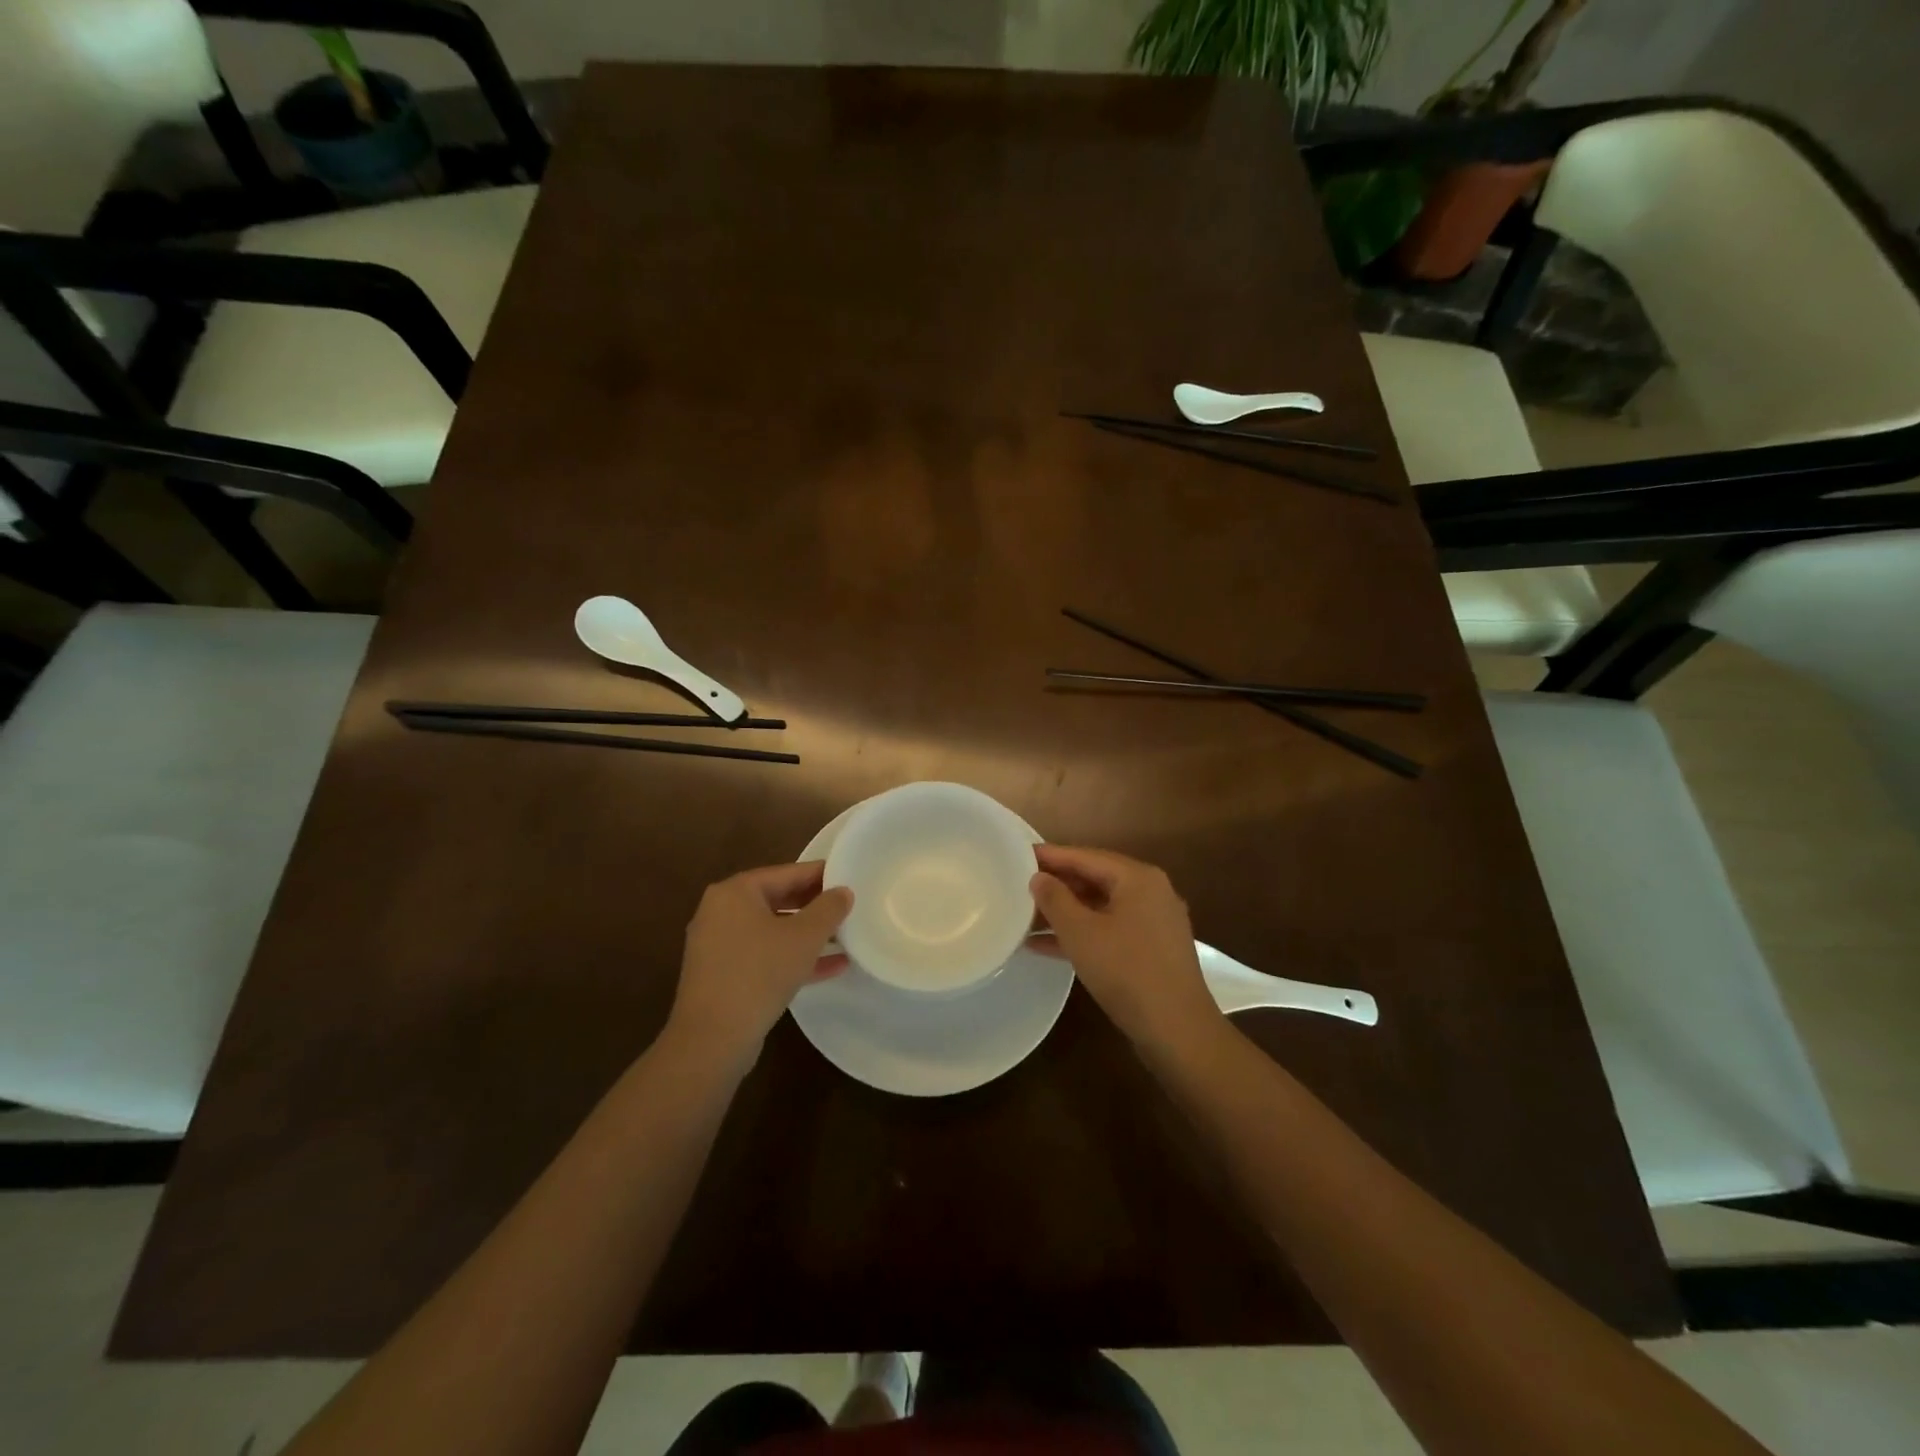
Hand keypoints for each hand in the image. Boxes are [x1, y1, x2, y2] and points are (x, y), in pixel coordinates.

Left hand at [667, 861, 851, 1069]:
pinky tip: (832, 967)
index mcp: (735, 892)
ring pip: (772, 930)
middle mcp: (721, 912)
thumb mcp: (804, 937)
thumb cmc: (759, 973)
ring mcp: (719, 945)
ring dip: (807, 934)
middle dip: (815, 905)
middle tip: (850, 906)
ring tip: (845, 936)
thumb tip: (843, 892)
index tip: (850, 876)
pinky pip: (764, 956)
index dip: (821, 874)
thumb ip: (828, 909)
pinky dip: (792, 957)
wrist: (712, 1039)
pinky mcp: (723, 975)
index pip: (787, 872)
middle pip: (778, 899)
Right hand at [1030, 845, 1221, 1050]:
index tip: (1018, 854)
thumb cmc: (1126, 971)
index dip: (1050, 856)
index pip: (1086, 857)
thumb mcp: (1080, 933)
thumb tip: (1039, 877)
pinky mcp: (1151, 950)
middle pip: (1095, 879)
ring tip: (1024, 918)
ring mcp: (1154, 922)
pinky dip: (1081, 934)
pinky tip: (1045, 946)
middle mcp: (1150, 892)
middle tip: (1018, 886)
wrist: (1177, 1031)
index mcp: (1138, 878)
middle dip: (1056, 886)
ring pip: (1100, 908)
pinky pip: (1109, 930)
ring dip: (1064, 914)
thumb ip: (1055, 899)